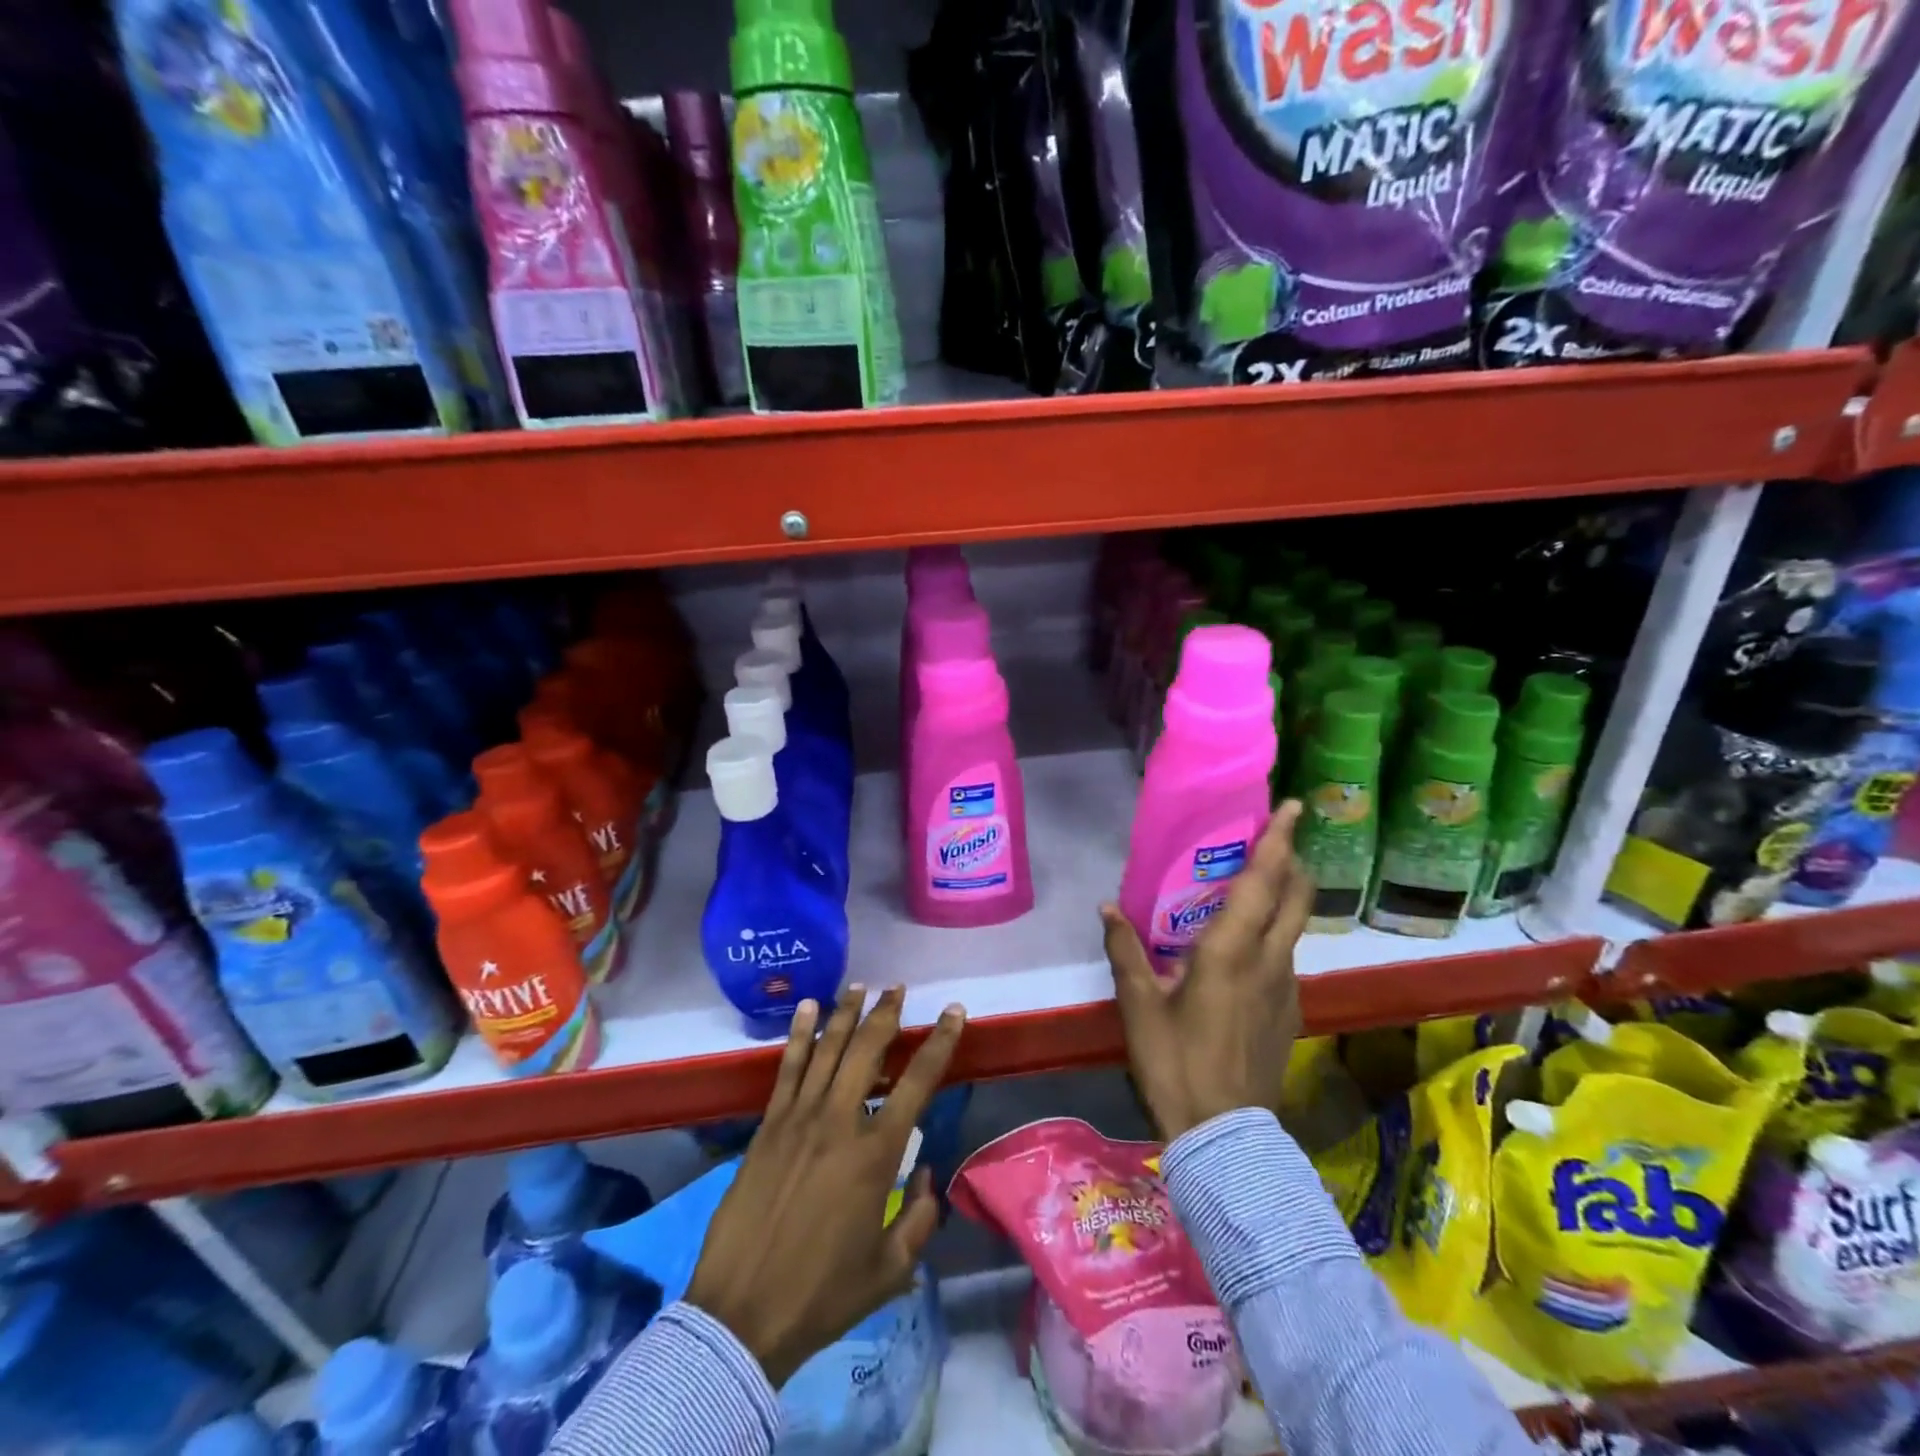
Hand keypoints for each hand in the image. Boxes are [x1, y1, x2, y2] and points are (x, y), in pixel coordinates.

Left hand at [684, 984, 965, 1387]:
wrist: (742, 1315)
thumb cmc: (822, 1295)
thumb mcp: (890, 1270)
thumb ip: (919, 1219)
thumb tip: (925, 1176)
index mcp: (875, 1153)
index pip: (918, 1081)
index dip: (940, 1041)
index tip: (954, 1012)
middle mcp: (839, 1121)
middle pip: (868, 1050)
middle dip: (887, 1014)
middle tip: (898, 989)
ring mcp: (799, 1118)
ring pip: (827, 1049)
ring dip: (846, 1013)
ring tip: (861, 986)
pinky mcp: (767, 1126)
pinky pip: (787, 1068)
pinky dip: (798, 1034)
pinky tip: (807, 1008)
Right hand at [1102, 801, 1311, 1142]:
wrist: (1225, 1135)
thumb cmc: (1176, 1062)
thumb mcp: (1139, 1006)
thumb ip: (1125, 951)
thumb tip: (1107, 907)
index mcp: (1230, 951)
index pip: (1263, 882)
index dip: (1278, 840)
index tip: (1293, 806)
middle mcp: (1269, 960)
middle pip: (1297, 895)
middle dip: (1292, 859)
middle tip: (1274, 839)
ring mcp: (1286, 986)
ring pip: (1296, 924)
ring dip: (1285, 895)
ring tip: (1256, 885)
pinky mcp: (1290, 1010)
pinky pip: (1288, 953)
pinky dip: (1276, 931)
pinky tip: (1248, 947)